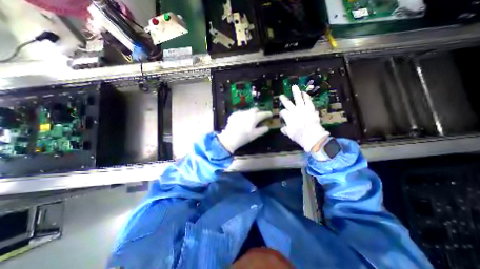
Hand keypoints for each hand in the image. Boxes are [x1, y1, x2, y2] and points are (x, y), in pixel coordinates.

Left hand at [219, 107, 273, 152]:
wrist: (229, 138)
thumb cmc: (244, 137)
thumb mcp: (255, 135)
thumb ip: (262, 130)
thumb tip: (267, 127)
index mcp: (254, 117)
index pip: (263, 114)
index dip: (268, 114)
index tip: (270, 114)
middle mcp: (248, 113)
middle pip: (255, 109)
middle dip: (259, 112)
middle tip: (260, 117)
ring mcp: (240, 113)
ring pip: (248, 111)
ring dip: (251, 113)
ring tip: (250, 120)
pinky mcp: (234, 114)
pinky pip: (241, 113)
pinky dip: (244, 115)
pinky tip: (242, 120)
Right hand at [278, 85, 329, 152]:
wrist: (312, 136)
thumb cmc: (299, 135)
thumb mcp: (289, 134)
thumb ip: (285, 130)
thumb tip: (283, 128)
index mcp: (288, 117)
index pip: (283, 112)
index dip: (281, 113)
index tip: (282, 115)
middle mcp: (294, 111)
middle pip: (288, 103)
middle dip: (284, 99)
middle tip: (281, 95)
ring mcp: (303, 109)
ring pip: (299, 99)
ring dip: (296, 92)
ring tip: (295, 87)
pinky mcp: (311, 109)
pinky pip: (308, 101)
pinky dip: (307, 97)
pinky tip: (305, 93)